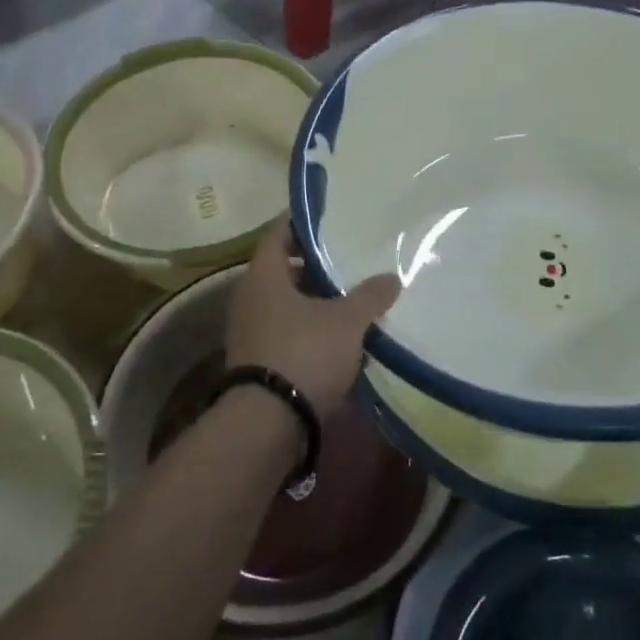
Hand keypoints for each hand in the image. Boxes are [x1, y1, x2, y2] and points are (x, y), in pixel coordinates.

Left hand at [226, 218, 400, 417]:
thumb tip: (391, 277)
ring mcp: (249, 330)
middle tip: (346, 260)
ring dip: (311, 299)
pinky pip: (283, 330)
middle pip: (281, 268)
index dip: (299, 221)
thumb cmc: (304, 353)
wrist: (267, 423)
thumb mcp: (347, 322)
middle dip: (312, 265)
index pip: (277, 232)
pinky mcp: (255, 360)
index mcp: (264, 275)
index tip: (325, 217)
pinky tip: (335, 336)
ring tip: (347, 299)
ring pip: (283, 302)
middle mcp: (249, 297)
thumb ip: (370, 296)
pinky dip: (306, 327)